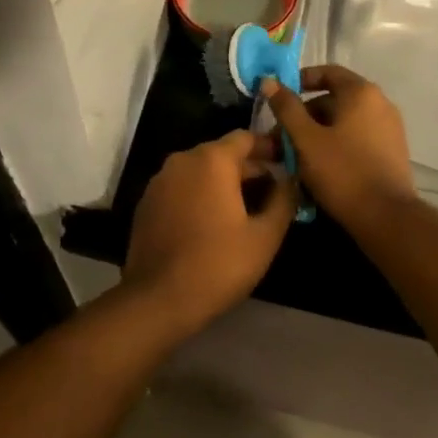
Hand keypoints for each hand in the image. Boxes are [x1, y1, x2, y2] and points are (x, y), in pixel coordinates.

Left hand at [121, 130, 296, 333]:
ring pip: (200, 172)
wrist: (158, 299)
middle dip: (249, 170)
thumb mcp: (265, 236)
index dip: (269, 147)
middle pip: (222, 154)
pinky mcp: (147, 203)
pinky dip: (200, 196)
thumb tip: (289, 180)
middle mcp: (183, 160)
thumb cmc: (218, 264)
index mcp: (212, 160)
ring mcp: (160, 181)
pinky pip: (181, 188)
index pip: (245, 138)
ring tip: (247, 211)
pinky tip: (213, 224)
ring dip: (224, 184)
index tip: (287, 163)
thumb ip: (283, 200)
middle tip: (273, 193)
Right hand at [263, 65, 415, 231]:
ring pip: (344, 122)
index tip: (280, 98)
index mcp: (361, 92)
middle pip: (334, 99)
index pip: (327, 72)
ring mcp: (389, 128)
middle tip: (281, 137)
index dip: (300, 81)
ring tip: (295, 156)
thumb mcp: (306, 139)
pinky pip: (358, 138)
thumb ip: (287, 108)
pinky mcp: (392, 152)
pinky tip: (319, 168)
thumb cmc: (343, 172)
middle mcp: (380, 103)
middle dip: (304, 115)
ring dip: (318, 133)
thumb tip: (269, 81)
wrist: (387, 218)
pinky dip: (336, 145)